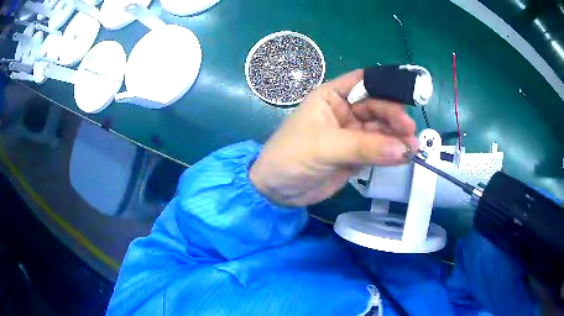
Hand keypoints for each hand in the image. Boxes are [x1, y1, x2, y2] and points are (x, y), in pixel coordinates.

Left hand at [249, 70, 418, 206]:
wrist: (277, 191)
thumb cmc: (291, 157)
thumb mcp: (325, 147)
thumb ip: (365, 147)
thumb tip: (403, 148)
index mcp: (332, 96)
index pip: (364, 82)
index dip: (386, 85)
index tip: (408, 96)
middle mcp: (345, 111)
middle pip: (377, 106)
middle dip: (394, 117)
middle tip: (409, 130)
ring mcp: (352, 134)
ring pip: (381, 129)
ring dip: (397, 137)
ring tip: (412, 147)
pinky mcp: (357, 155)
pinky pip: (379, 150)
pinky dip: (391, 152)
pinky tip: (405, 155)